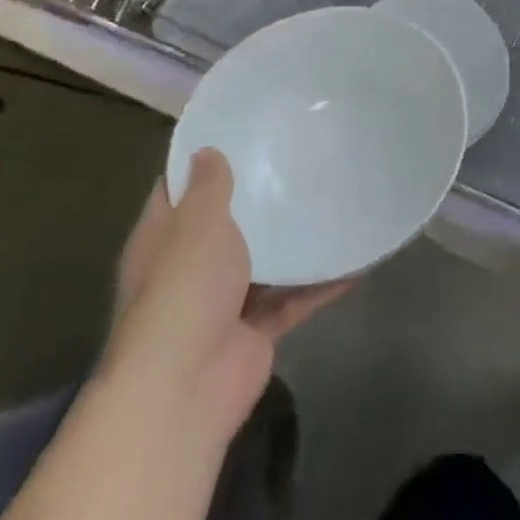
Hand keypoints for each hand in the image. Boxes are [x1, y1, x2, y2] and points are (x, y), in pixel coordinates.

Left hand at [100, 148, 347, 445]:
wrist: (186, 387)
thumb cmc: (184, 290)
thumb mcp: (197, 224)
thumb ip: (208, 188)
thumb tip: (206, 152)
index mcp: (162, 240)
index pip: (178, 192)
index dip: (203, 163)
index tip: (243, 133)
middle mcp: (188, 269)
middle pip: (224, 226)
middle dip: (257, 199)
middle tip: (301, 160)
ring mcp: (222, 302)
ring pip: (264, 262)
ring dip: (293, 241)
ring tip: (334, 200)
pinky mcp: (255, 330)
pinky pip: (294, 298)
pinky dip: (321, 282)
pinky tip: (357, 259)